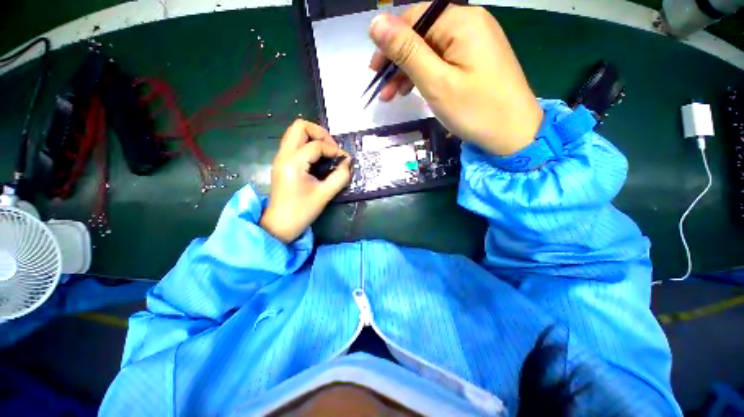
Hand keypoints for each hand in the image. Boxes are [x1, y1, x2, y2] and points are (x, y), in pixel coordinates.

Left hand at [260, 120, 351, 242]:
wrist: (280, 224)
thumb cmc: (302, 211)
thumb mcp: (325, 194)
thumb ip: (340, 176)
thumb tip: (348, 162)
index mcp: (294, 163)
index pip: (316, 145)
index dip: (333, 149)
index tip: (344, 160)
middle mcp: (284, 155)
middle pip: (299, 127)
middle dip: (320, 133)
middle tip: (332, 148)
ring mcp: (280, 158)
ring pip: (295, 133)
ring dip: (313, 137)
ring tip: (327, 151)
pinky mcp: (282, 163)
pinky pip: (294, 143)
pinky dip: (307, 144)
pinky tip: (318, 158)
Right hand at [368, 4, 542, 155]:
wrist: (514, 134)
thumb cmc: (475, 110)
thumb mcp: (436, 82)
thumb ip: (407, 52)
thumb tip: (376, 23)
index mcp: (461, 22)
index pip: (414, 19)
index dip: (389, 43)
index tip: (374, 71)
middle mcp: (470, 24)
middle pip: (422, 35)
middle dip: (398, 62)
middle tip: (382, 89)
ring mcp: (475, 43)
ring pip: (431, 51)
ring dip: (409, 72)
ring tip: (393, 96)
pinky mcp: (476, 61)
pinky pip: (444, 62)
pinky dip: (426, 76)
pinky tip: (414, 91)